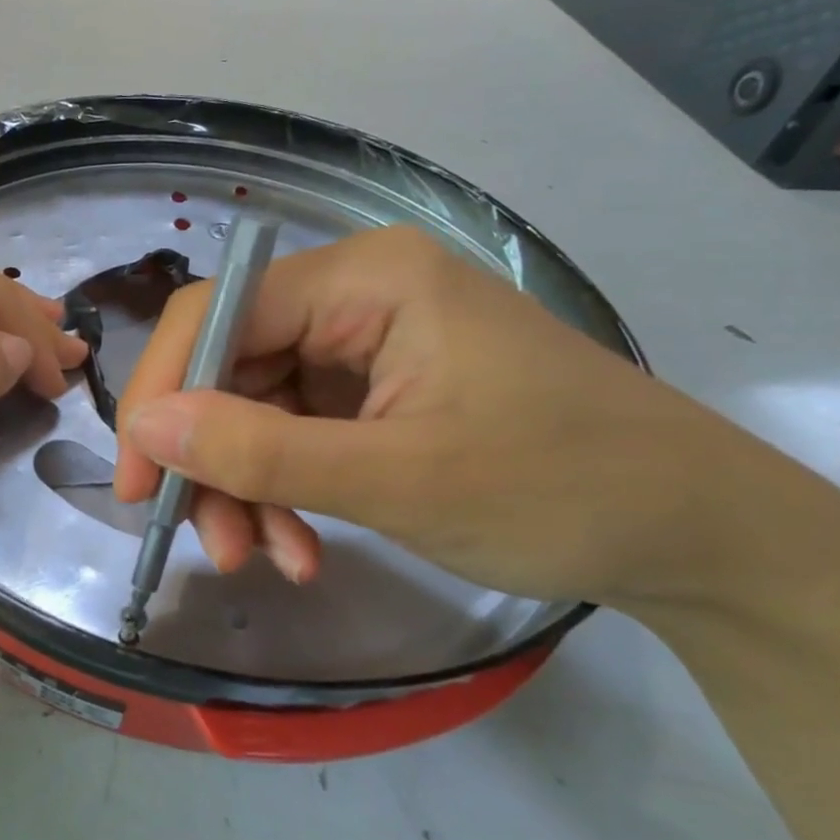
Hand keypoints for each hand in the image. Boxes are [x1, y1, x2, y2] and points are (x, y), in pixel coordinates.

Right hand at [114, 225, 776, 607]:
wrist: (699, 538)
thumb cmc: (562, 489)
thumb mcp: (398, 479)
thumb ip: (259, 451)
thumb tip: (145, 426)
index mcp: (365, 277)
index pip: (218, 313)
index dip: (162, 394)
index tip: (140, 484)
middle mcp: (354, 295)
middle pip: (231, 366)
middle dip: (213, 460)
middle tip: (212, 545)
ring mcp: (364, 345)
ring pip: (255, 408)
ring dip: (248, 489)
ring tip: (268, 562)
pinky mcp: (374, 393)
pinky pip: (293, 434)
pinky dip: (285, 494)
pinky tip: (303, 549)